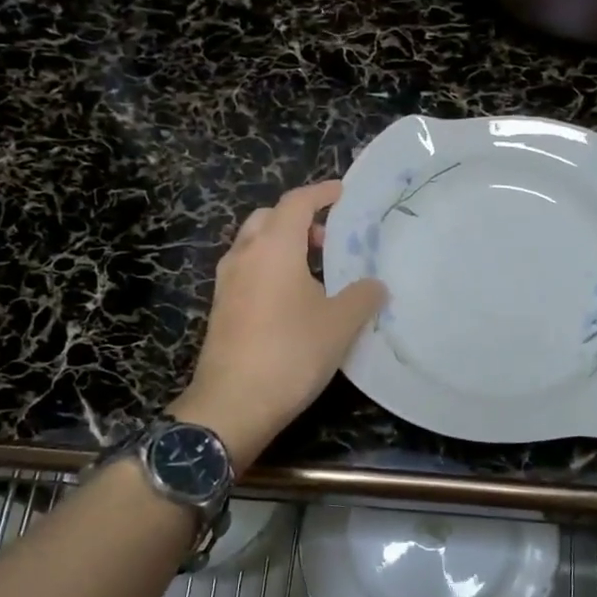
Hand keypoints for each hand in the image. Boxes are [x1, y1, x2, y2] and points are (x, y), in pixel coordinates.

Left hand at [173, 181, 385, 469]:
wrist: (233, 403)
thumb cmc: (291, 352)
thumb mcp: (340, 324)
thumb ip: (363, 296)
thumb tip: (375, 285)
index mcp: (274, 246)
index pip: (297, 202)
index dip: (322, 192)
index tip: (343, 193)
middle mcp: (245, 255)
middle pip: (269, 218)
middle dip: (299, 219)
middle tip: (329, 239)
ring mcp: (227, 283)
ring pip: (254, 244)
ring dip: (283, 245)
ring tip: (315, 270)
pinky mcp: (221, 309)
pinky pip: (248, 271)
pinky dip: (270, 268)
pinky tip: (292, 299)